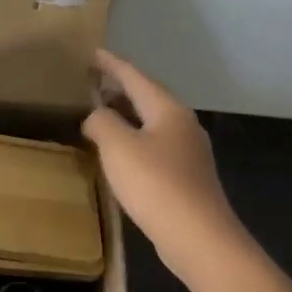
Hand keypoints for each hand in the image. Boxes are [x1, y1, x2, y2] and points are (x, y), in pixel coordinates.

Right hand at [83, 51, 242, 277]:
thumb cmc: (155, 184)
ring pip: (152, 124)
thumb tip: (97, 116)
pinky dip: (134, 141)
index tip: (93, 53)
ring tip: (102, 116)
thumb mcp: (118, 147)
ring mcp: (189, 153)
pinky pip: (155, 147)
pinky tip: (121, 154)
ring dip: (127, 116)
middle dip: (121, 89)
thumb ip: (102, 122)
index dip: (112, 65)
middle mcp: (183, 125)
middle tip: (94, 83)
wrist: (198, 237)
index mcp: (168, 110)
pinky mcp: (187, 178)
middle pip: (148, 98)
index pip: (136, 77)